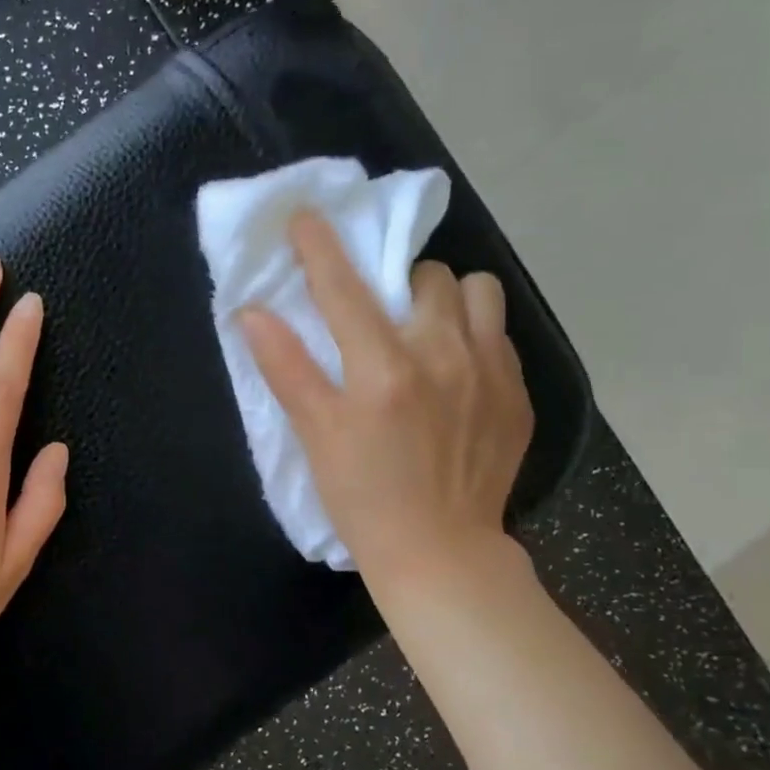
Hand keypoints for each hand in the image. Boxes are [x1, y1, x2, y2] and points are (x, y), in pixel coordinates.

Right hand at [238, 211, 532, 586]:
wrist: (440, 552)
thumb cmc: (363, 497)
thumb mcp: (315, 436)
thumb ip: (286, 368)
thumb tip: (252, 313)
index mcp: (382, 370)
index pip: (344, 289)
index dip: (320, 247)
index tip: (306, 217)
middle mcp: (443, 356)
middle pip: (427, 276)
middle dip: (397, 282)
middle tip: (381, 314)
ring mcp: (490, 373)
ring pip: (478, 293)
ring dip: (447, 299)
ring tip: (429, 331)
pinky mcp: (518, 394)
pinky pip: (500, 334)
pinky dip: (474, 335)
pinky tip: (456, 371)